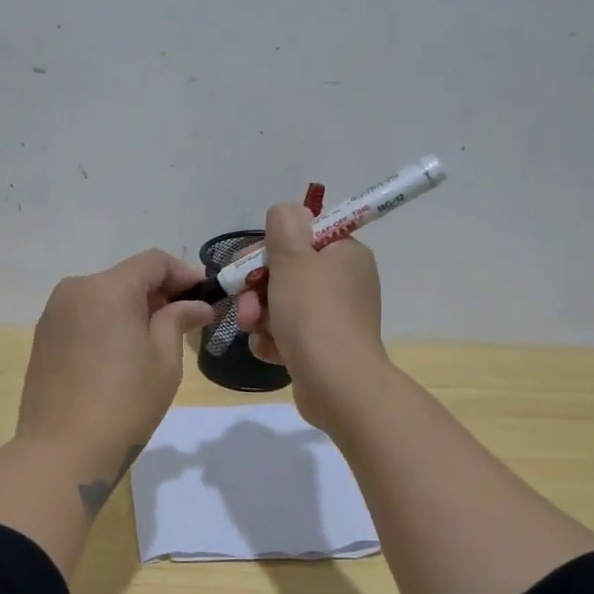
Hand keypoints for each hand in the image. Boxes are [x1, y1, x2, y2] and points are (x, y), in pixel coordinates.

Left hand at [17, 249, 214, 481]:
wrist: (62, 450)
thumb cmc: (125, 403)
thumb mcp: (164, 360)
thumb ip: (178, 320)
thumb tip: (197, 305)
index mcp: (107, 288)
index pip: (153, 261)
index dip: (183, 274)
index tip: (204, 297)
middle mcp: (75, 290)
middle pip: (126, 277)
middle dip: (158, 293)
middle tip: (185, 321)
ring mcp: (54, 314)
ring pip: (103, 296)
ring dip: (132, 308)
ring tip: (154, 341)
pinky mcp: (43, 337)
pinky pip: (84, 316)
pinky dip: (107, 323)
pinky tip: (121, 354)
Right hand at [232, 203, 387, 430]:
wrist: (336, 382)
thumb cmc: (313, 313)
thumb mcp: (293, 256)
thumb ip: (284, 224)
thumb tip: (287, 211)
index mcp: (346, 254)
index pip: (303, 237)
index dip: (271, 249)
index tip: (251, 265)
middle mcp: (345, 282)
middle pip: (288, 272)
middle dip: (258, 288)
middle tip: (246, 305)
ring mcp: (335, 318)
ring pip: (282, 305)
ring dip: (261, 316)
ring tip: (254, 330)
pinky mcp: (323, 348)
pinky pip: (288, 334)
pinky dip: (273, 340)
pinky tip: (269, 350)